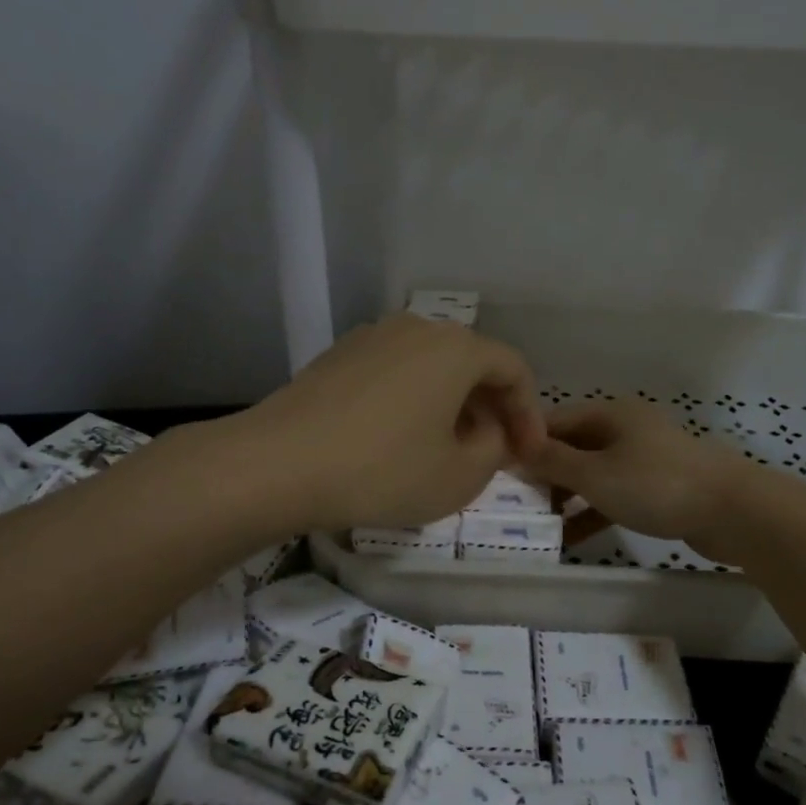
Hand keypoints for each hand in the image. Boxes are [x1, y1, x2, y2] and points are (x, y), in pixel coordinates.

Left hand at [244, 314, 546, 531]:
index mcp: (456, 348)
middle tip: (494, 450)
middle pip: (472, 362)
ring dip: (452, 402)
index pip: (513, 369)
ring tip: (448, 445)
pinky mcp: (338, 355)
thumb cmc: (382, 470)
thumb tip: (489, 432)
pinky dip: (414, 398)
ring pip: (432, 366)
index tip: (526, 455)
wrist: (276, 464)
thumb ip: (494, 450)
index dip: (529, 414)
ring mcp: (372, 336)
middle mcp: (417, 328)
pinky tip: (400, 436)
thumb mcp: (459, 476)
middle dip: (491, 407)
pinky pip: (396, 371)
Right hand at [526, 400, 754, 562]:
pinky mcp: (657, 488)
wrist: (734, 510)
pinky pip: (612, 495)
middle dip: (543, 475)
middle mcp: (623, 429)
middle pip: (571, 447)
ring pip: (591, 474)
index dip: (524, 444)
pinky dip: (591, 513)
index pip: (553, 422)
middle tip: (512, 504)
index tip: (496, 471)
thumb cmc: (656, 484)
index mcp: (609, 414)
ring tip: (536, 525)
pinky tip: (570, 539)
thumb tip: (514, 448)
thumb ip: (553, 462)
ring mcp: (642, 459)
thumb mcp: (595, 474)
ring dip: (565, 498)